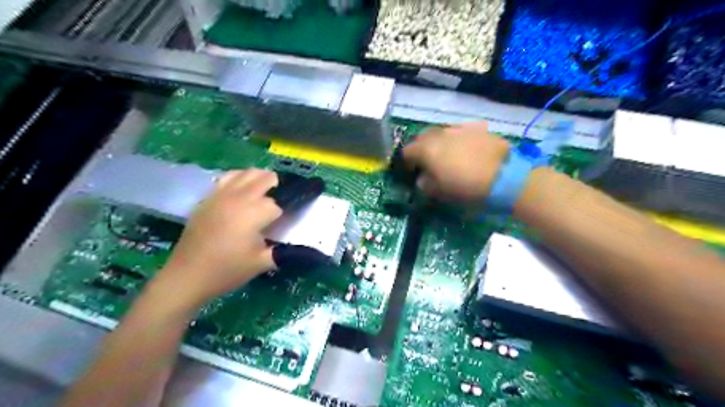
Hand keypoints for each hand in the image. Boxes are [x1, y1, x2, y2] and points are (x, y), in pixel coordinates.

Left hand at [153, 169, 282, 308]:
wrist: (187, 275)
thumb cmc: (227, 270)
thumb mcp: (262, 263)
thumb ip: (283, 252)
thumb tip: (297, 248)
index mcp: (253, 213)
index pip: (275, 205)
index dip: (281, 214)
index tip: (279, 224)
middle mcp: (238, 198)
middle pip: (262, 179)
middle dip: (274, 184)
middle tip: (281, 195)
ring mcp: (220, 196)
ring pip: (244, 174)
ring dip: (258, 176)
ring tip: (264, 185)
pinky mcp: (208, 199)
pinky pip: (226, 178)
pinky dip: (238, 177)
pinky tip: (240, 186)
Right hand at [402, 121, 507, 206]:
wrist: (505, 177)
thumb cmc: (466, 187)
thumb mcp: (440, 193)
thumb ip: (425, 184)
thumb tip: (422, 179)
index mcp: (427, 149)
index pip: (407, 151)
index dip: (406, 162)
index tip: (411, 171)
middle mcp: (440, 134)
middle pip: (422, 137)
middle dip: (421, 149)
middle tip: (427, 162)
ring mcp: (459, 129)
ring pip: (441, 133)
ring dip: (438, 144)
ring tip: (447, 157)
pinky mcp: (476, 129)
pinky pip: (459, 133)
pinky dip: (456, 142)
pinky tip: (465, 153)